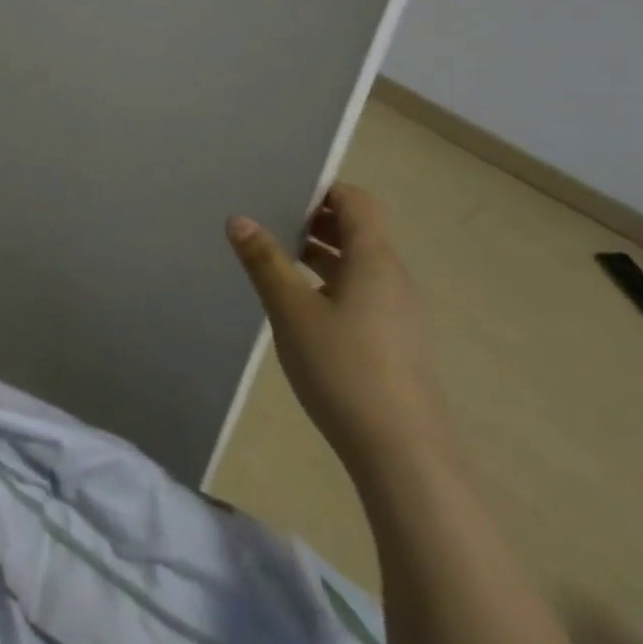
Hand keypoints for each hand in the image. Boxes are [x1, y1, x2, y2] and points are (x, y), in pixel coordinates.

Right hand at [226, 184, 451, 478]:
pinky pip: (363, 293)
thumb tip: (239, 219)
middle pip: (357, 230)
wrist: (403, 454)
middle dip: (314, 221)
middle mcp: (393, 277)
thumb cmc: (343, 368)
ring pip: (358, 264)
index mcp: (374, 259)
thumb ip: (264, 261)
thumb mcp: (291, 310)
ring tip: (276, 261)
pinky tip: (301, 308)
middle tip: (268, 222)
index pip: (354, 201)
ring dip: (321, 254)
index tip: (280, 190)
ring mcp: (399, 312)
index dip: (321, 189)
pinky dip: (332, 284)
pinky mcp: (396, 342)